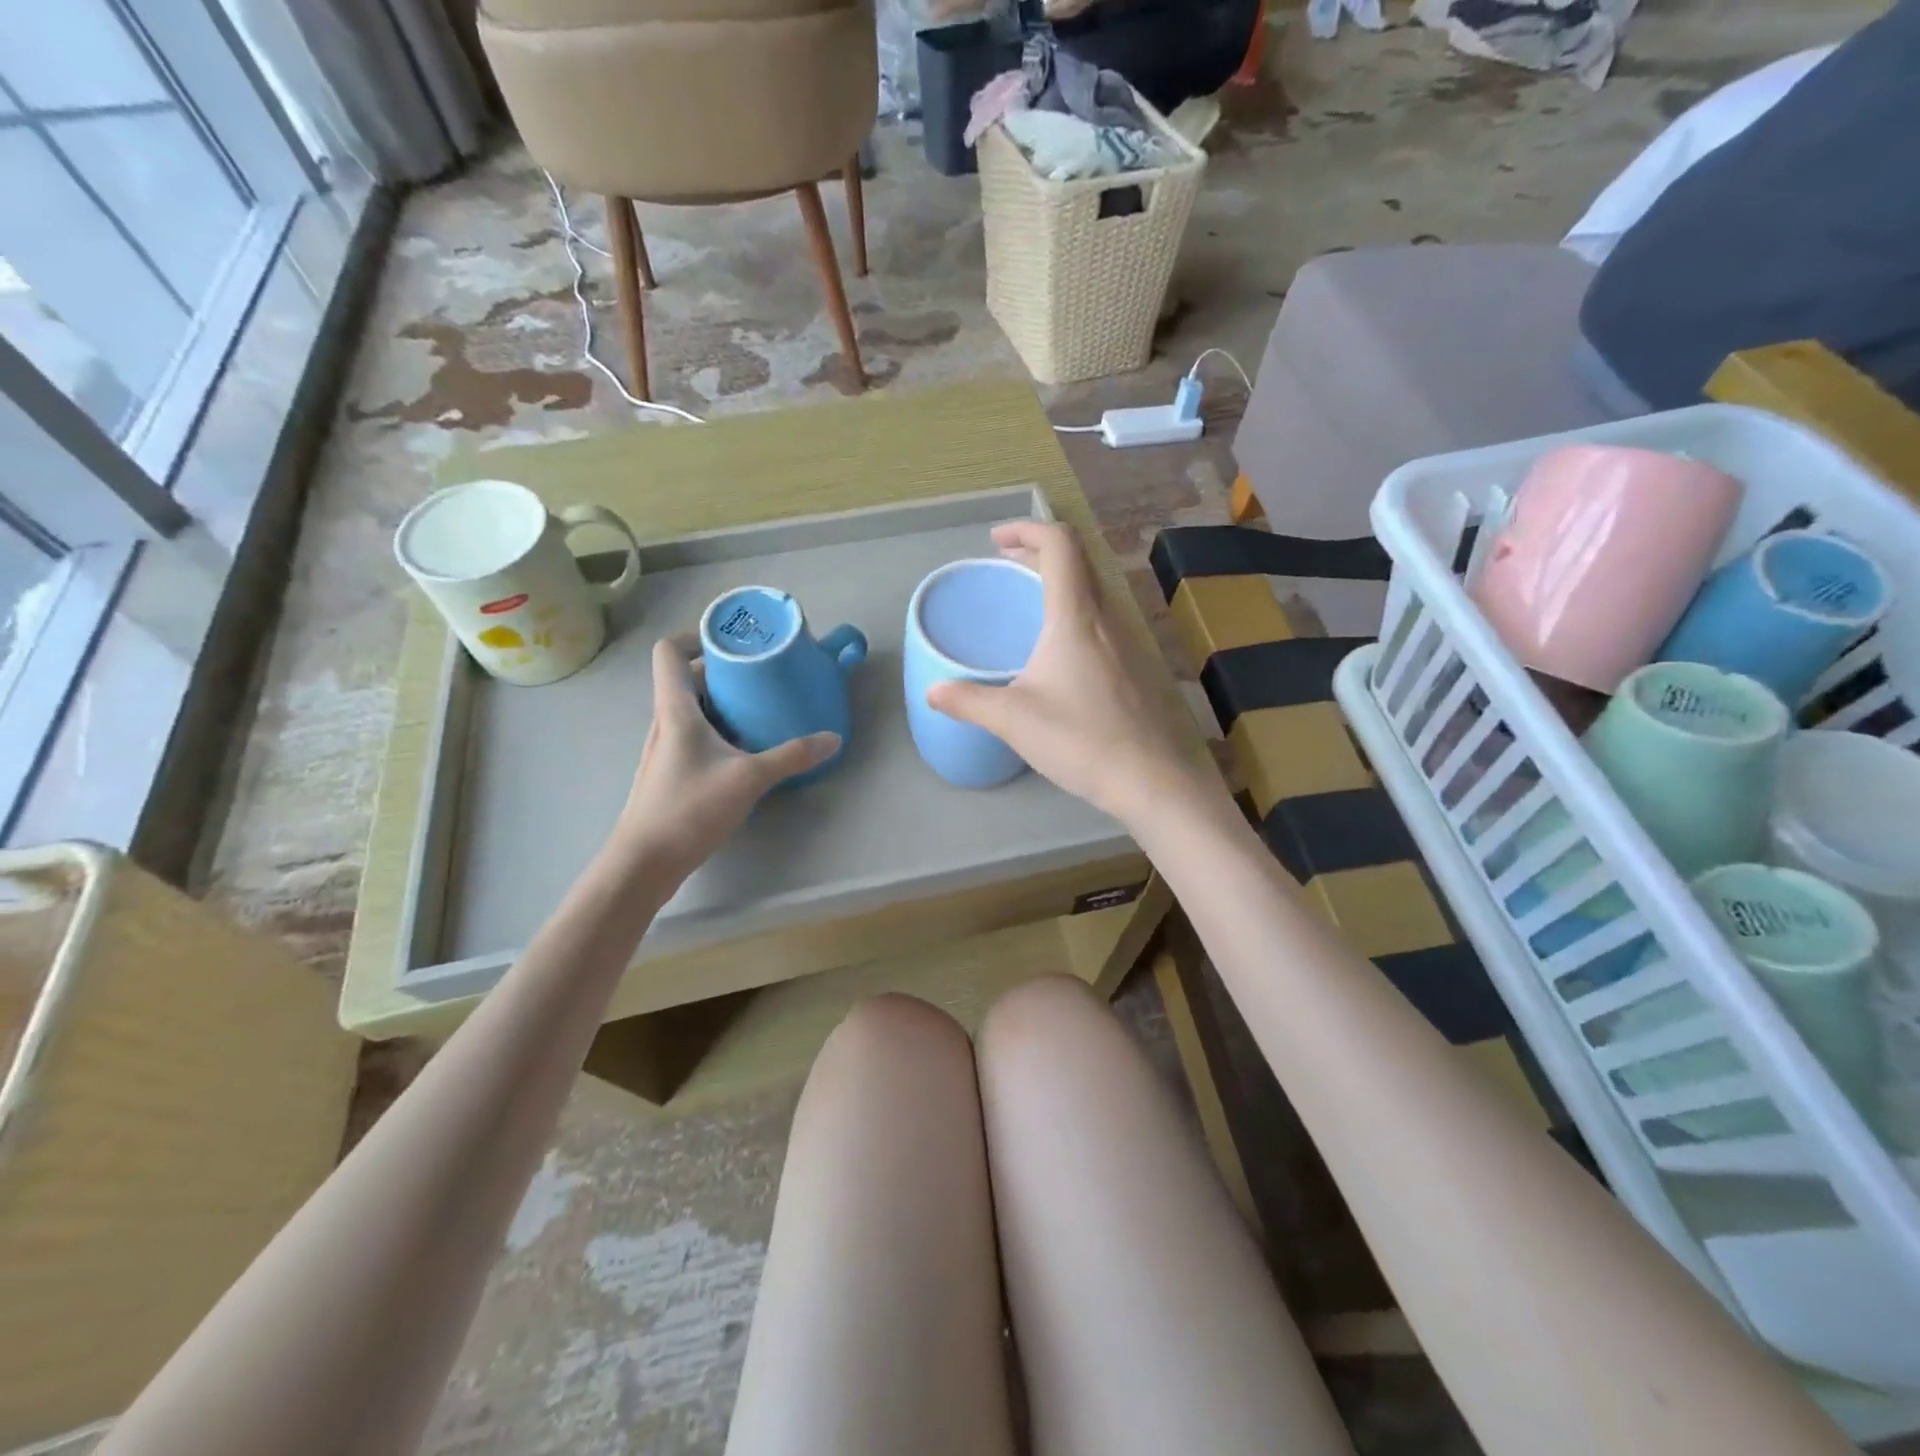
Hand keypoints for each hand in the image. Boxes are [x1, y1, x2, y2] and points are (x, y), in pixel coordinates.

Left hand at [614, 638, 838, 880]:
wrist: (645, 862)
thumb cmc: (689, 808)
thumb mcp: (749, 778)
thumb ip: (792, 756)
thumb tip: (833, 738)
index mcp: (675, 710)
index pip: (669, 652)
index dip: (696, 637)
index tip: (732, 642)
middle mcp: (665, 722)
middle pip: (686, 679)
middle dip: (723, 671)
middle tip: (761, 674)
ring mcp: (665, 748)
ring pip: (692, 709)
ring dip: (722, 702)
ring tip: (759, 707)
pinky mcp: (671, 772)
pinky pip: (695, 735)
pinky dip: (719, 730)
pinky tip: (746, 748)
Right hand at [926, 521, 1206, 823]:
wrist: (1150, 778)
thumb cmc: (1079, 738)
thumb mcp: (1013, 719)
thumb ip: (968, 701)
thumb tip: (933, 692)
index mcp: (1076, 616)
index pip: (1059, 544)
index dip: (1027, 529)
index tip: (996, 540)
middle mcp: (1107, 617)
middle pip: (1079, 560)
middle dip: (1039, 551)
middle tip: (1007, 563)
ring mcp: (1129, 641)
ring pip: (1094, 589)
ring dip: (1060, 581)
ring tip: (1028, 601)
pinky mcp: (1136, 666)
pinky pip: (1104, 618)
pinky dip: (1075, 611)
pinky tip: (1059, 650)